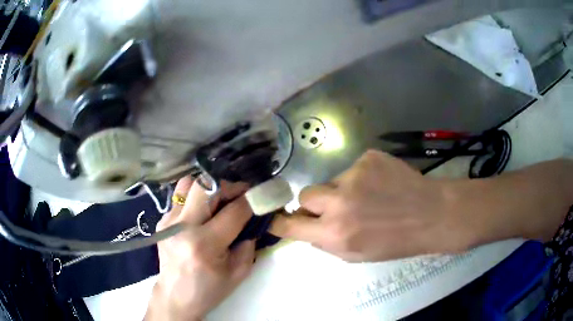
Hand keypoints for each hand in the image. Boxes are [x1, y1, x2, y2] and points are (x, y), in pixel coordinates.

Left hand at [145, 178, 254, 320]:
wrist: (176, 296)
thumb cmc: (209, 290)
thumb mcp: (239, 272)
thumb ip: (249, 243)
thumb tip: (251, 218)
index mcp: (204, 244)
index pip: (233, 211)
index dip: (251, 199)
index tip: (262, 194)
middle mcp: (183, 227)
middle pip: (206, 186)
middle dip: (229, 185)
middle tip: (240, 194)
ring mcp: (169, 221)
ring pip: (189, 184)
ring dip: (209, 188)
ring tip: (219, 201)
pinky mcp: (162, 220)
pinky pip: (181, 197)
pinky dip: (196, 199)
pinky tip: (203, 214)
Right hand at [270, 150, 465, 261]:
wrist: (431, 215)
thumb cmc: (396, 242)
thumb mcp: (357, 256)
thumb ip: (327, 243)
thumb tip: (308, 229)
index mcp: (335, 233)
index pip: (290, 225)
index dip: (280, 221)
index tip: (276, 218)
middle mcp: (339, 203)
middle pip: (305, 195)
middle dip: (315, 203)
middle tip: (335, 207)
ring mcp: (354, 175)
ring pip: (332, 181)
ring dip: (343, 190)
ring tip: (370, 197)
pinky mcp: (368, 158)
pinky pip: (354, 169)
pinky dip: (362, 178)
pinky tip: (382, 185)